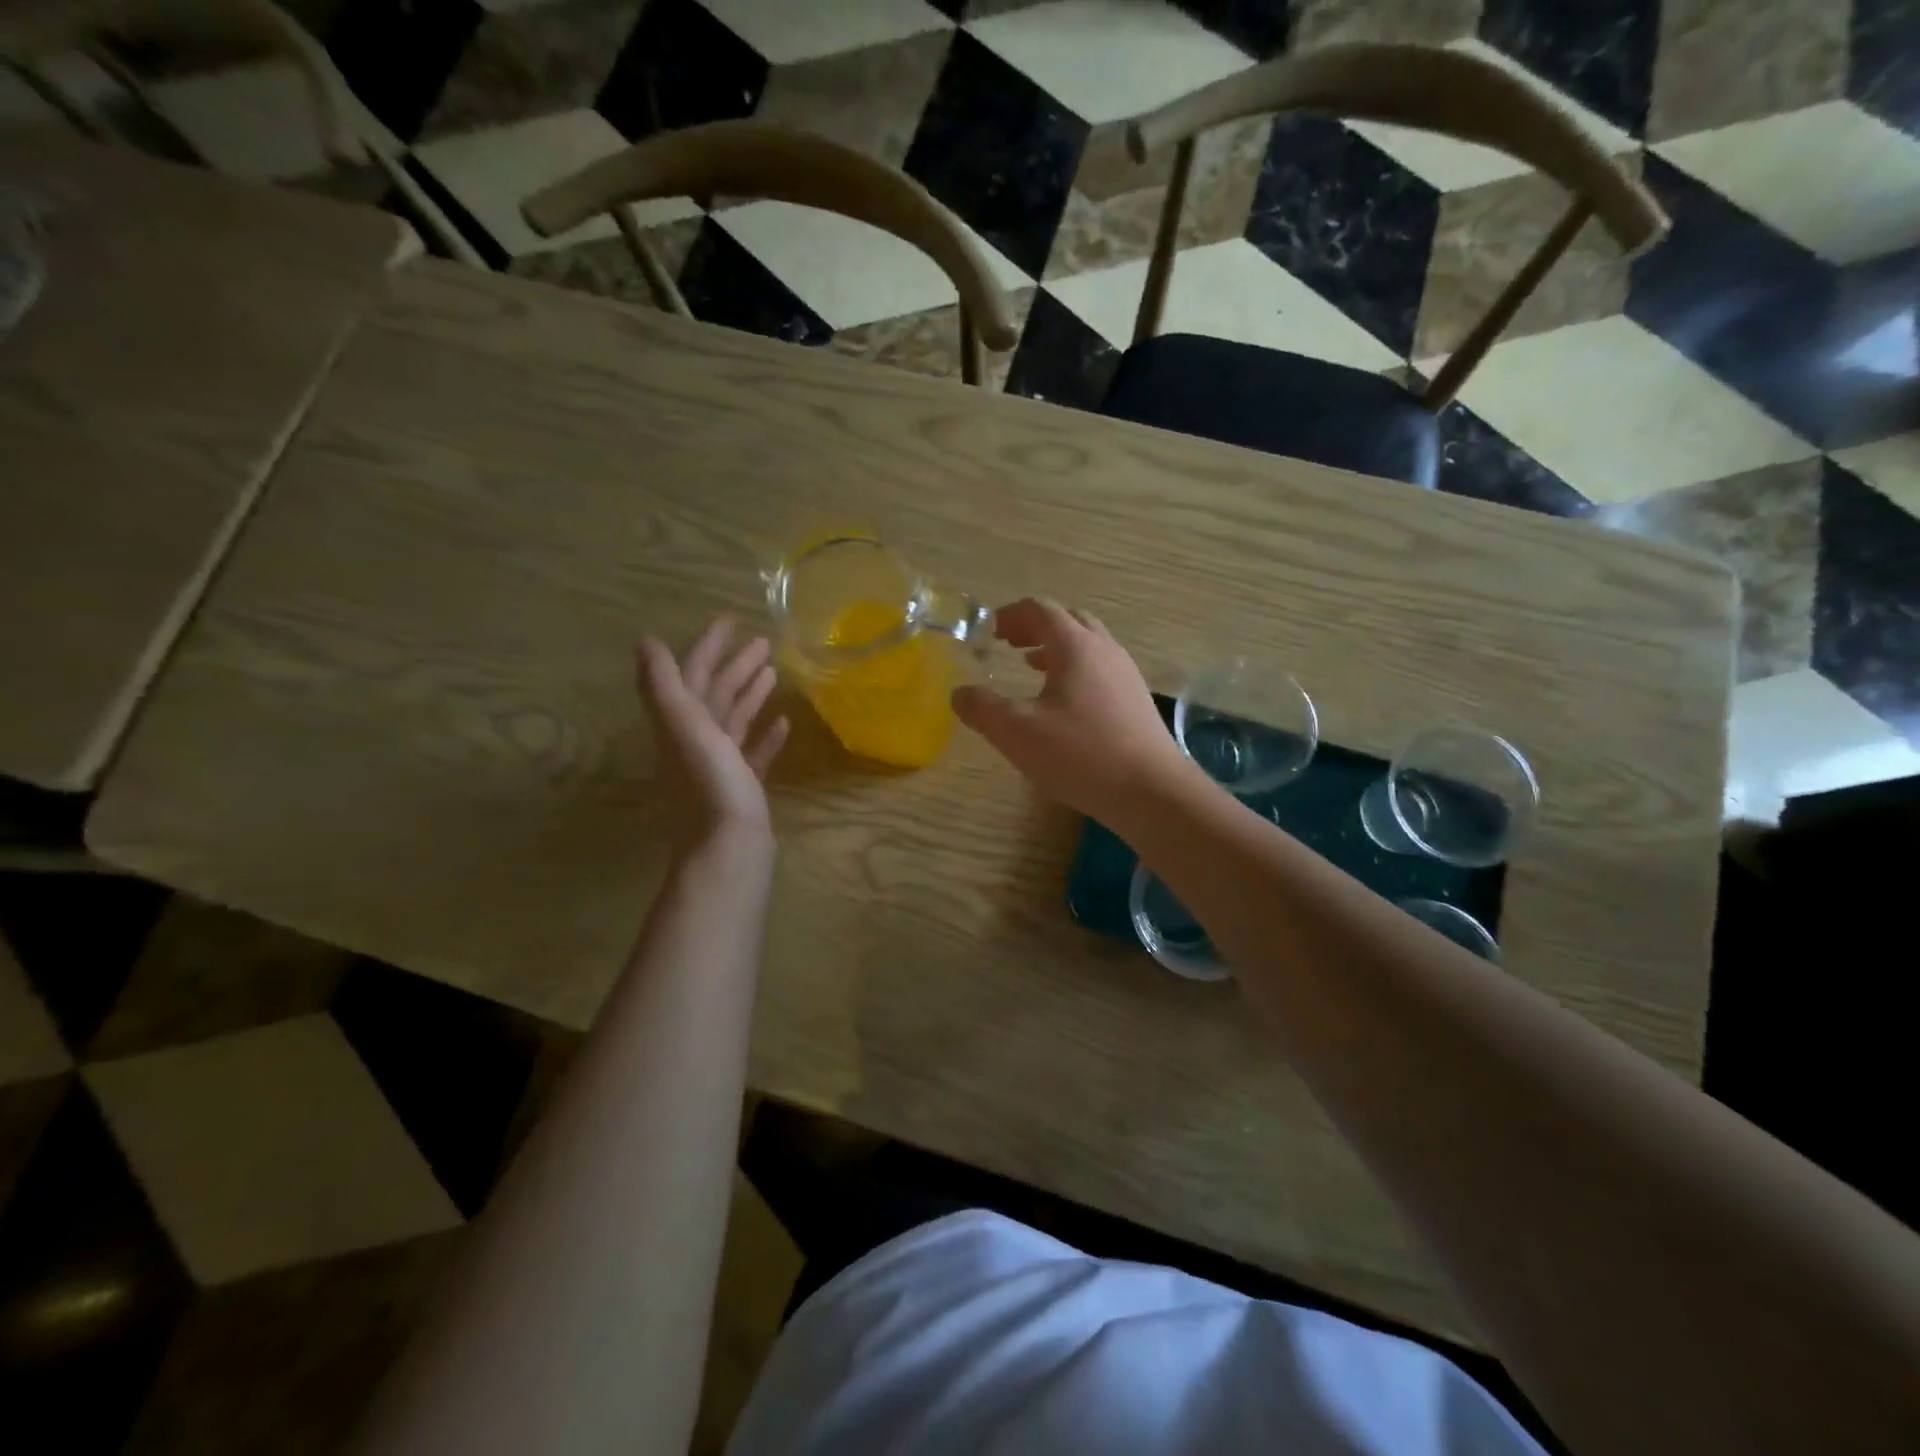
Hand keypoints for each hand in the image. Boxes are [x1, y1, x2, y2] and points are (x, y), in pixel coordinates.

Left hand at [639, 618, 788, 851]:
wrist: (729, 851)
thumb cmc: (712, 787)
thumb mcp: (685, 730)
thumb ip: (665, 686)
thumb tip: (645, 641)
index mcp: (681, 724)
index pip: (693, 673)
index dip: (708, 645)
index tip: (731, 619)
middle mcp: (695, 741)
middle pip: (714, 694)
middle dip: (735, 665)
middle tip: (763, 642)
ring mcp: (719, 766)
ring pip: (734, 720)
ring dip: (750, 694)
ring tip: (773, 672)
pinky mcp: (741, 787)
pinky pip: (752, 752)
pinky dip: (765, 735)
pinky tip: (783, 723)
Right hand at [951, 598, 1194, 823]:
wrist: (1150, 791)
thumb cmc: (1080, 754)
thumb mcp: (1017, 732)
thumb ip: (982, 708)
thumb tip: (959, 693)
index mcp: (1075, 646)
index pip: (1040, 609)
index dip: (1011, 615)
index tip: (989, 631)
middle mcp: (1105, 650)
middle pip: (1068, 620)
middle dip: (1035, 626)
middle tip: (1009, 643)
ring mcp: (1126, 674)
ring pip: (1088, 645)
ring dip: (1056, 647)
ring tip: (1030, 666)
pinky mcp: (1136, 700)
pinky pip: (1100, 669)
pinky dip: (1074, 669)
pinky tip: (1063, 702)